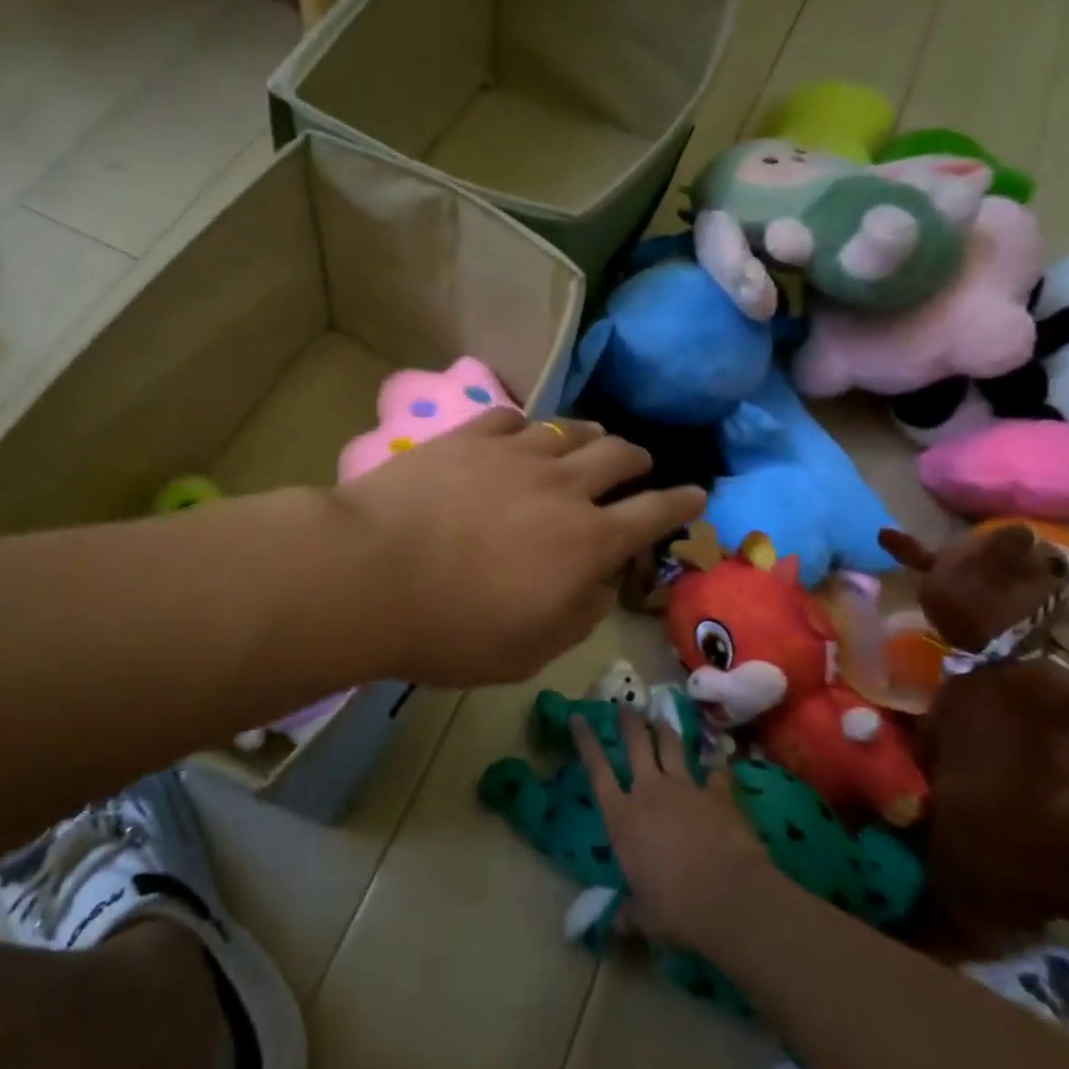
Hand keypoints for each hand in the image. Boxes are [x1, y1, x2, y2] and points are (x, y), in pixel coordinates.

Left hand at [331, 410, 703, 687]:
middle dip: (637, 460)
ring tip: (593, 440)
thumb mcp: (528, 650)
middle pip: (617, 456)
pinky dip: (529, 426)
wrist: (370, 573)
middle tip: (640, 465)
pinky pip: (512, 417)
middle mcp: (561, 487)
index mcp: (585, 542)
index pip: (652, 514)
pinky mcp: (467, 437)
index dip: (681, 503)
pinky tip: (525, 431)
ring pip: (568, 430)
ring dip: (590, 435)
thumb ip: (579, 616)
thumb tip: (600, 583)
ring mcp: (512, 453)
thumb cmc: (449, 629)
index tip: (697, 493)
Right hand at [571, 707, 774, 951]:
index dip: (586, 740)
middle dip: (629, 721)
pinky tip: (717, 757)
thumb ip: (629, 913)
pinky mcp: (719, 795)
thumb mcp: (644, 916)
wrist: (730, 897)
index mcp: (622, 816)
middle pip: (637, 744)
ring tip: (661, 716)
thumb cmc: (676, 908)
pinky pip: (716, 772)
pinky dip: (715, 764)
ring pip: (672, 747)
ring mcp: (686, 788)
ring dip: (666, 730)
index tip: (578, 716)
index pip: (596, 769)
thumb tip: (614, 926)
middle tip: (625, 704)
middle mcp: (650, 791)